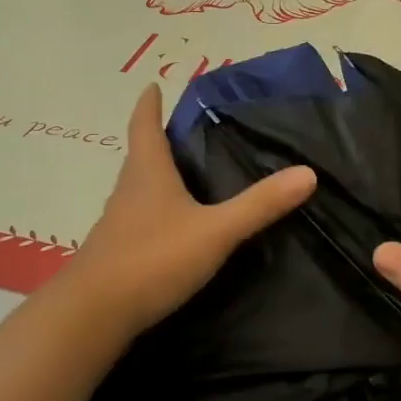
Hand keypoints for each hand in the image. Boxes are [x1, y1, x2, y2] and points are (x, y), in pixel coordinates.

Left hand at [54, 83, 315, 342]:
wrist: (92, 315)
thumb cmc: (153, 259)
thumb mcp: (215, 231)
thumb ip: (259, 205)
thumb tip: (308, 173)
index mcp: (148, 174)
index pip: (144, 126)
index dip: (149, 104)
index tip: (152, 85)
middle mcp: (127, 192)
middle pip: (140, 156)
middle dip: (158, 141)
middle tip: (184, 133)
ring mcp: (116, 224)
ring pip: (137, 190)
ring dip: (155, 178)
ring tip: (183, 177)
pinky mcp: (114, 253)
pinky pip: (137, 220)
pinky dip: (154, 213)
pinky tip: (171, 229)